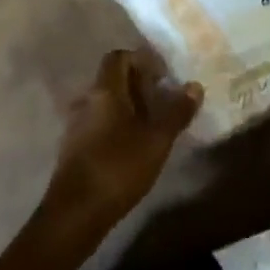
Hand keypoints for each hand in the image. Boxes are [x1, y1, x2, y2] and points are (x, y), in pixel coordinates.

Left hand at [41, 49, 202, 234]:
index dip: (142, 59)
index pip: (119, 57)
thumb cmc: (118, 167)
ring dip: (130, 106)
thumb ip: (176, 112)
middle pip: (113, 79)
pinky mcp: (75, 147)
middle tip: (166, 100)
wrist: (76, 212)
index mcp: (104, 91)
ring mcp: (77, 124)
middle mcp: (87, 100)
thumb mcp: (156, 140)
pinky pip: (100, 122)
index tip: (165, 76)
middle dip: (140, 84)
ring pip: (107, 103)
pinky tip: (136, 145)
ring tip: (155, 123)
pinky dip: (119, 124)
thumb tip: (194, 86)